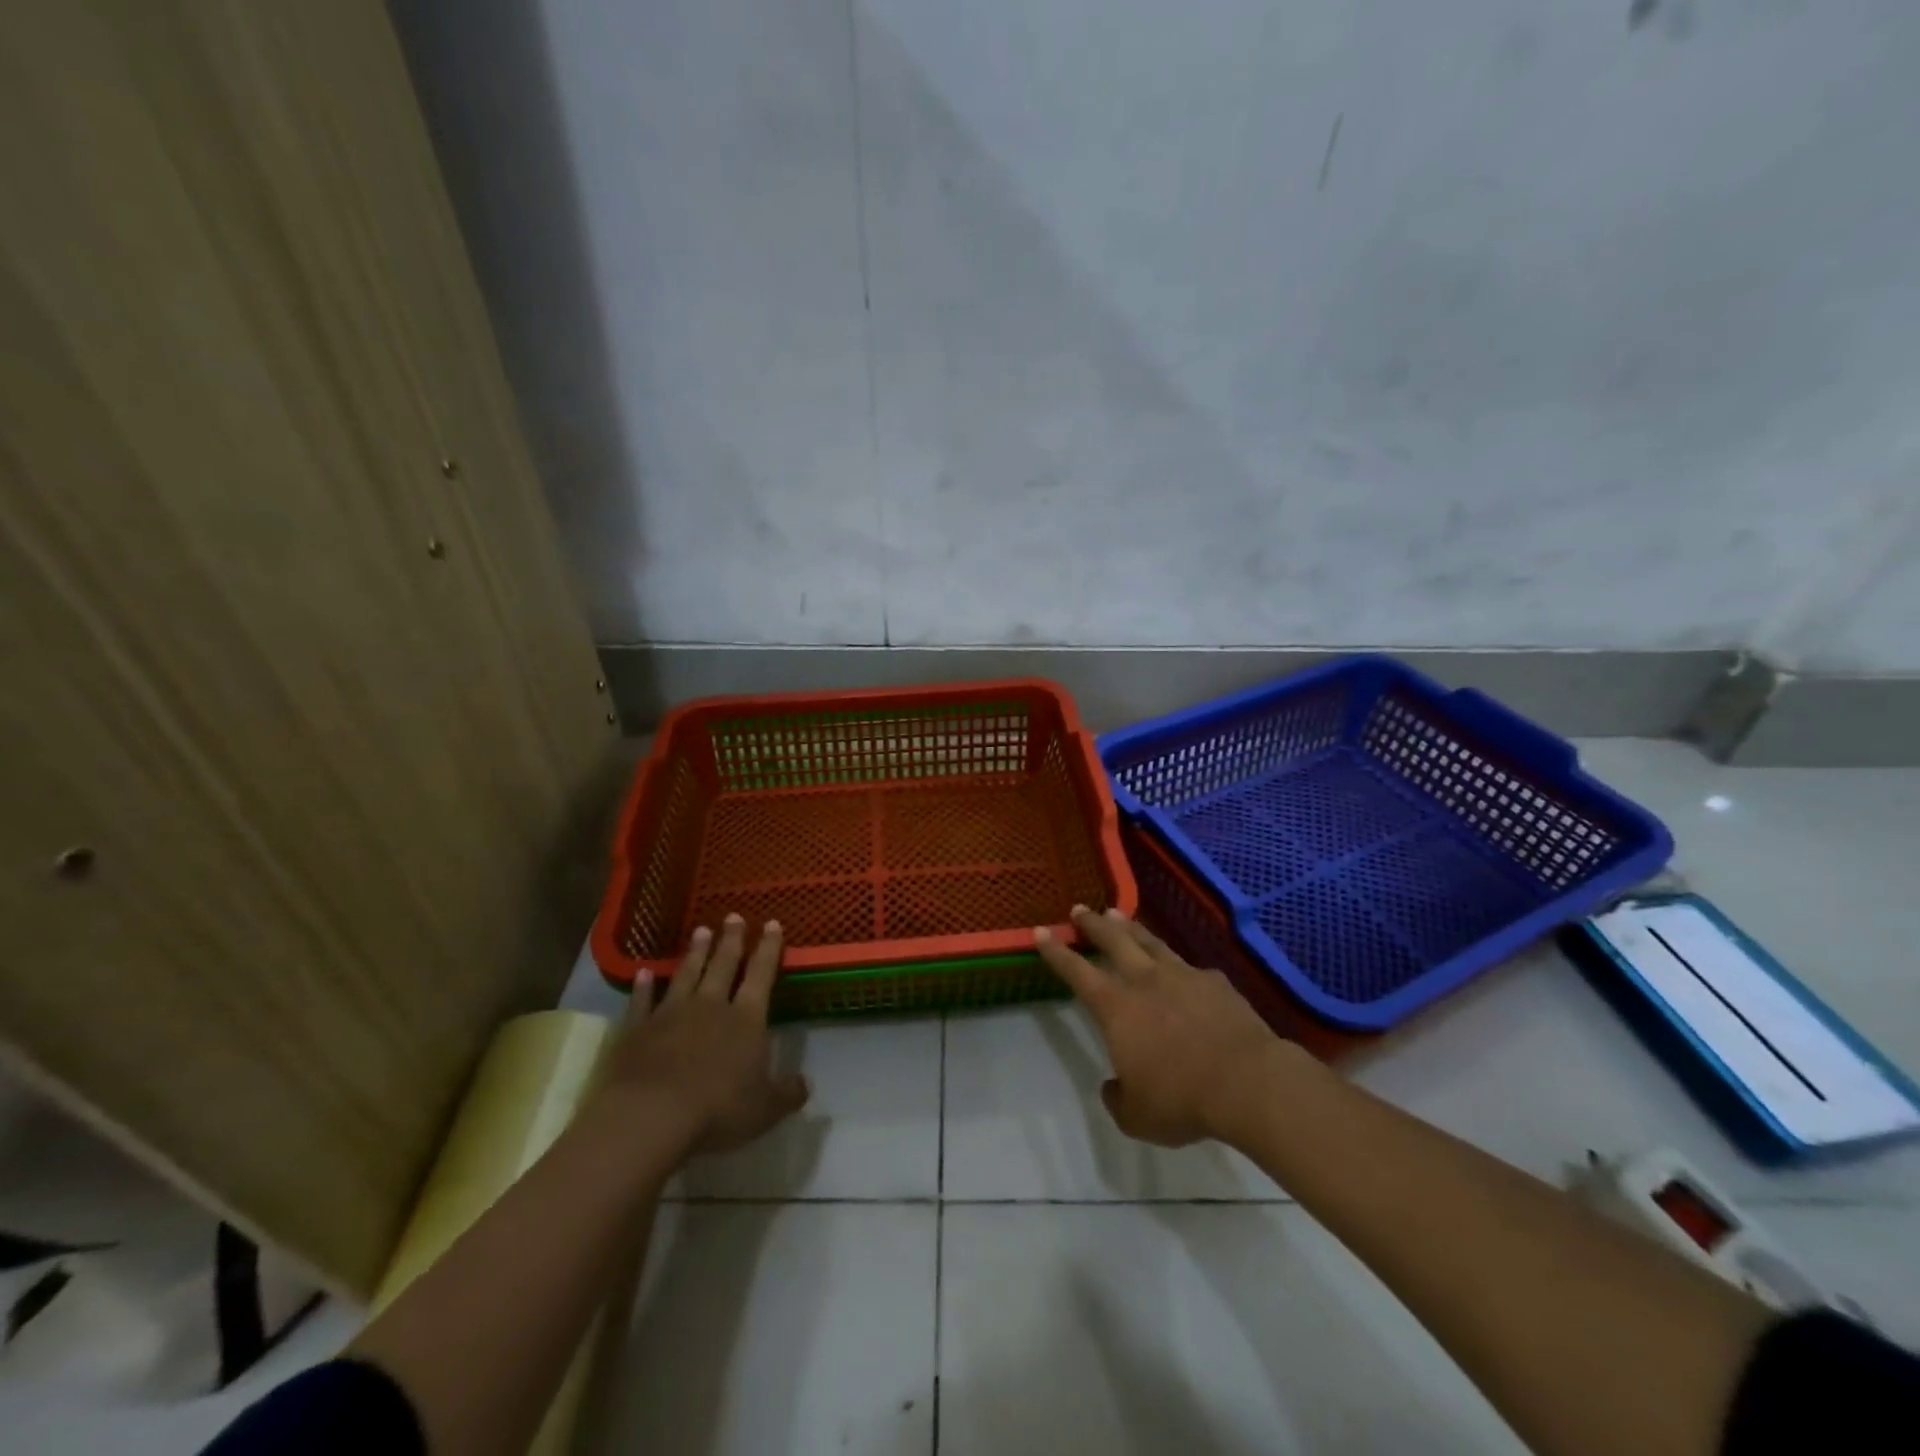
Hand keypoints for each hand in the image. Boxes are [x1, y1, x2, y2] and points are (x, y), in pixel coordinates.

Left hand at [601, 914, 809, 1157]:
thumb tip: (806, 1084)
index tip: (773, 923)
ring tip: (701, 930)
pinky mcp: (638, 1028)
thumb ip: (787, 1093)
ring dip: (695, 952)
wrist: (650, 1115)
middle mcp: (711, 1005)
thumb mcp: (765, 1109)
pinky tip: (645, 972)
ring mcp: (671, 1013)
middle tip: (734, 916)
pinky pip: (643, 1000)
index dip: (769, 948)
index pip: (762, 974)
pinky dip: (644, 986)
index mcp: (746, 1018)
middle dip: (731, 940)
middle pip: (723, 964)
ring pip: (687, 974)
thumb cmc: (717, 1110)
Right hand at [1034, 906, 1291, 1147]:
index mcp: (1117, 1009)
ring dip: (1132, 928)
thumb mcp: (1137, 1116)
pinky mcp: (1216, 983)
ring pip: (1150, 943)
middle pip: (1113, 941)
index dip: (1057, 952)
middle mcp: (1145, 981)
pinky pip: (1192, 968)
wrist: (1247, 1082)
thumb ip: (1118, 1098)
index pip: (1077, 972)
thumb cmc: (1182, 1100)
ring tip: (1119, 915)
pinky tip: (1184, 969)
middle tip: (1080, 909)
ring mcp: (1183, 976)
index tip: (1042, 932)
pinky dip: (1180, 965)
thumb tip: (1113, 1086)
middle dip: (1093, 924)